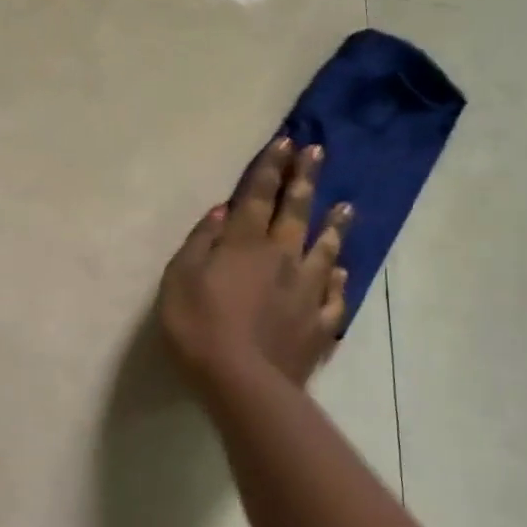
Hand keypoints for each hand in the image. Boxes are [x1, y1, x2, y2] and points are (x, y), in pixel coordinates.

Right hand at [157, 137, 350, 393]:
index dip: (271, 167)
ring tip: (346, 205)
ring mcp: (306, 291)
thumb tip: (222, 211)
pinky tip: (343, 273)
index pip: (260, 195)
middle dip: (305, 179)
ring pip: (325, 250)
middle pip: (297, 211)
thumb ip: (200, 241)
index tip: (286, 142)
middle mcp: (282, 258)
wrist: (241, 383)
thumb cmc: (198, 326)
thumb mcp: (179, 278)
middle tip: (318, 152)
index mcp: (245, 244)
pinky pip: (334, 298)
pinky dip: (339, 282)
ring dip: (334, 225)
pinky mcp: (318, 325)